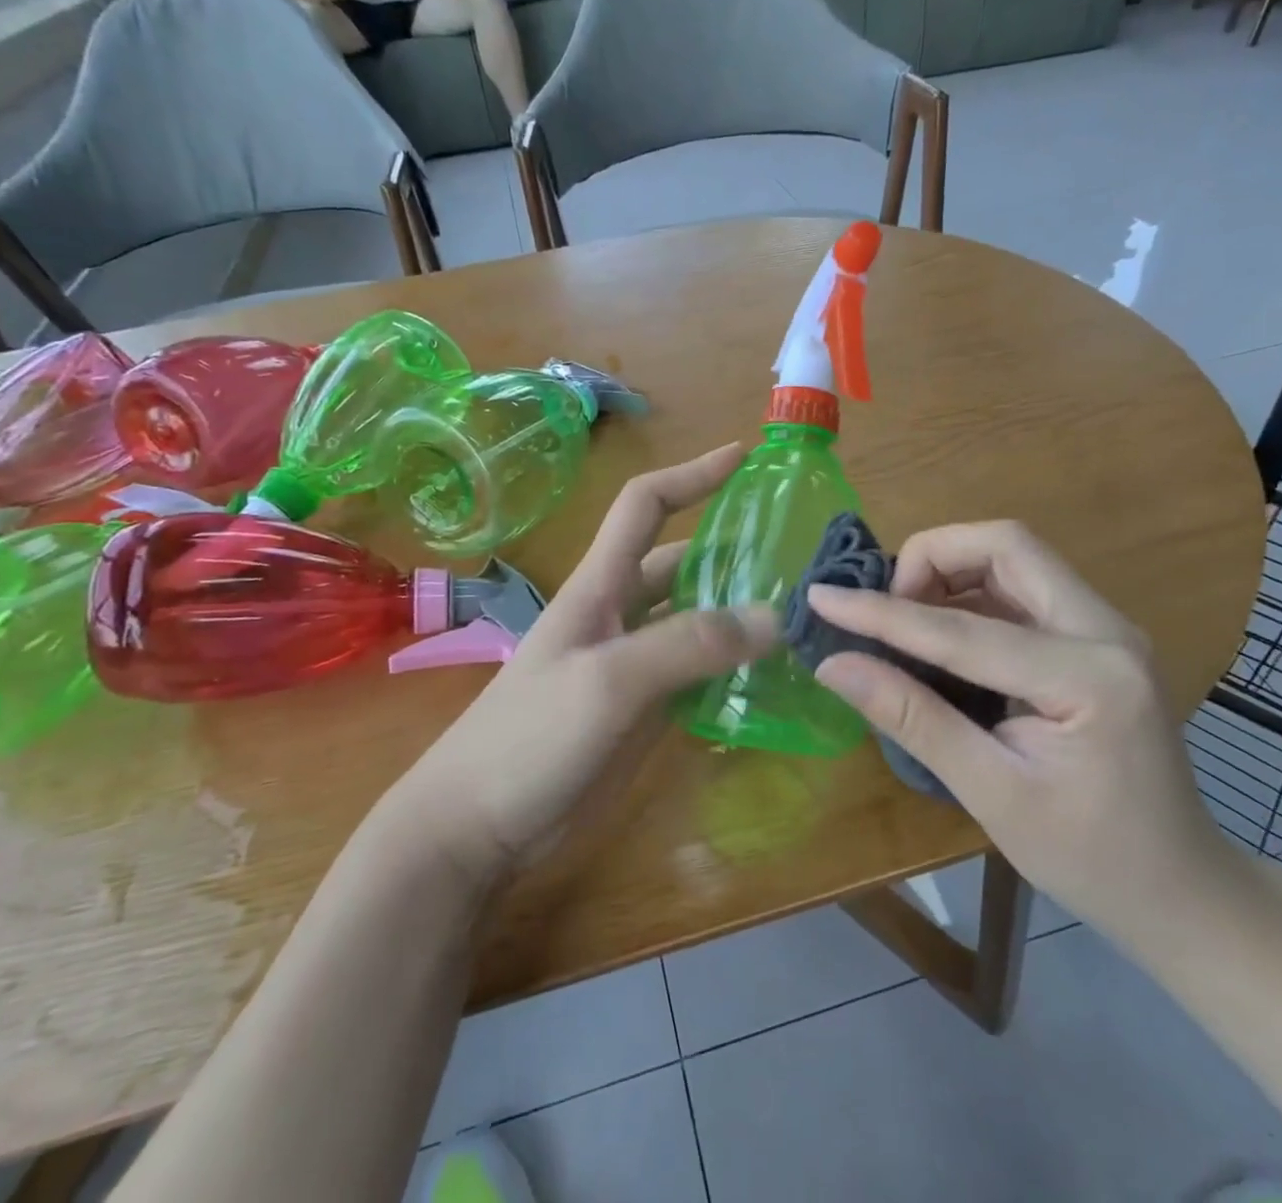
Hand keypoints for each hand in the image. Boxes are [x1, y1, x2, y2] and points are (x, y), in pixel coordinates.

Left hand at [398, 444, 775, 880]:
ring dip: (741, 613)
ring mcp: (633, 665)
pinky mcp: (644, 711)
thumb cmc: (530, 736)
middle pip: (683, 565)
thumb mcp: (608, 680)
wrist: (478, 825)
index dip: (691, 474)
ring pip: (696, 621)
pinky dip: (734, 668)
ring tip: (802, 613)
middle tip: (800, 556)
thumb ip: (686, 645)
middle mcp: (621, 614)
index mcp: (601, 586)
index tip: (744, 457)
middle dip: (734, 551)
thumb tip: (773, 617)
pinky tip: (775, 676)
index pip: (645, 505)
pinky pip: (699, 675)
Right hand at [807, 521, 1241, 944]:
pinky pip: (1022, 586)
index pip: (964, 627)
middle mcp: (1106, 630)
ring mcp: (1106, 628)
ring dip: (950, 571)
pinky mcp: (1094, 637)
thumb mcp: (992, 795)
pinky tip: (941, 633)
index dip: (882, 611)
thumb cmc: (1090, 858)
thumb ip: (913, 718)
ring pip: (1014, 556)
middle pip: (1007, 545)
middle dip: (931, 559)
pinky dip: (970, 593)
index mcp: (1089, 677)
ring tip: (903, 618)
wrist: (1181, 891)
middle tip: (886, 607)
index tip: (821, 596)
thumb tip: (833, 665)